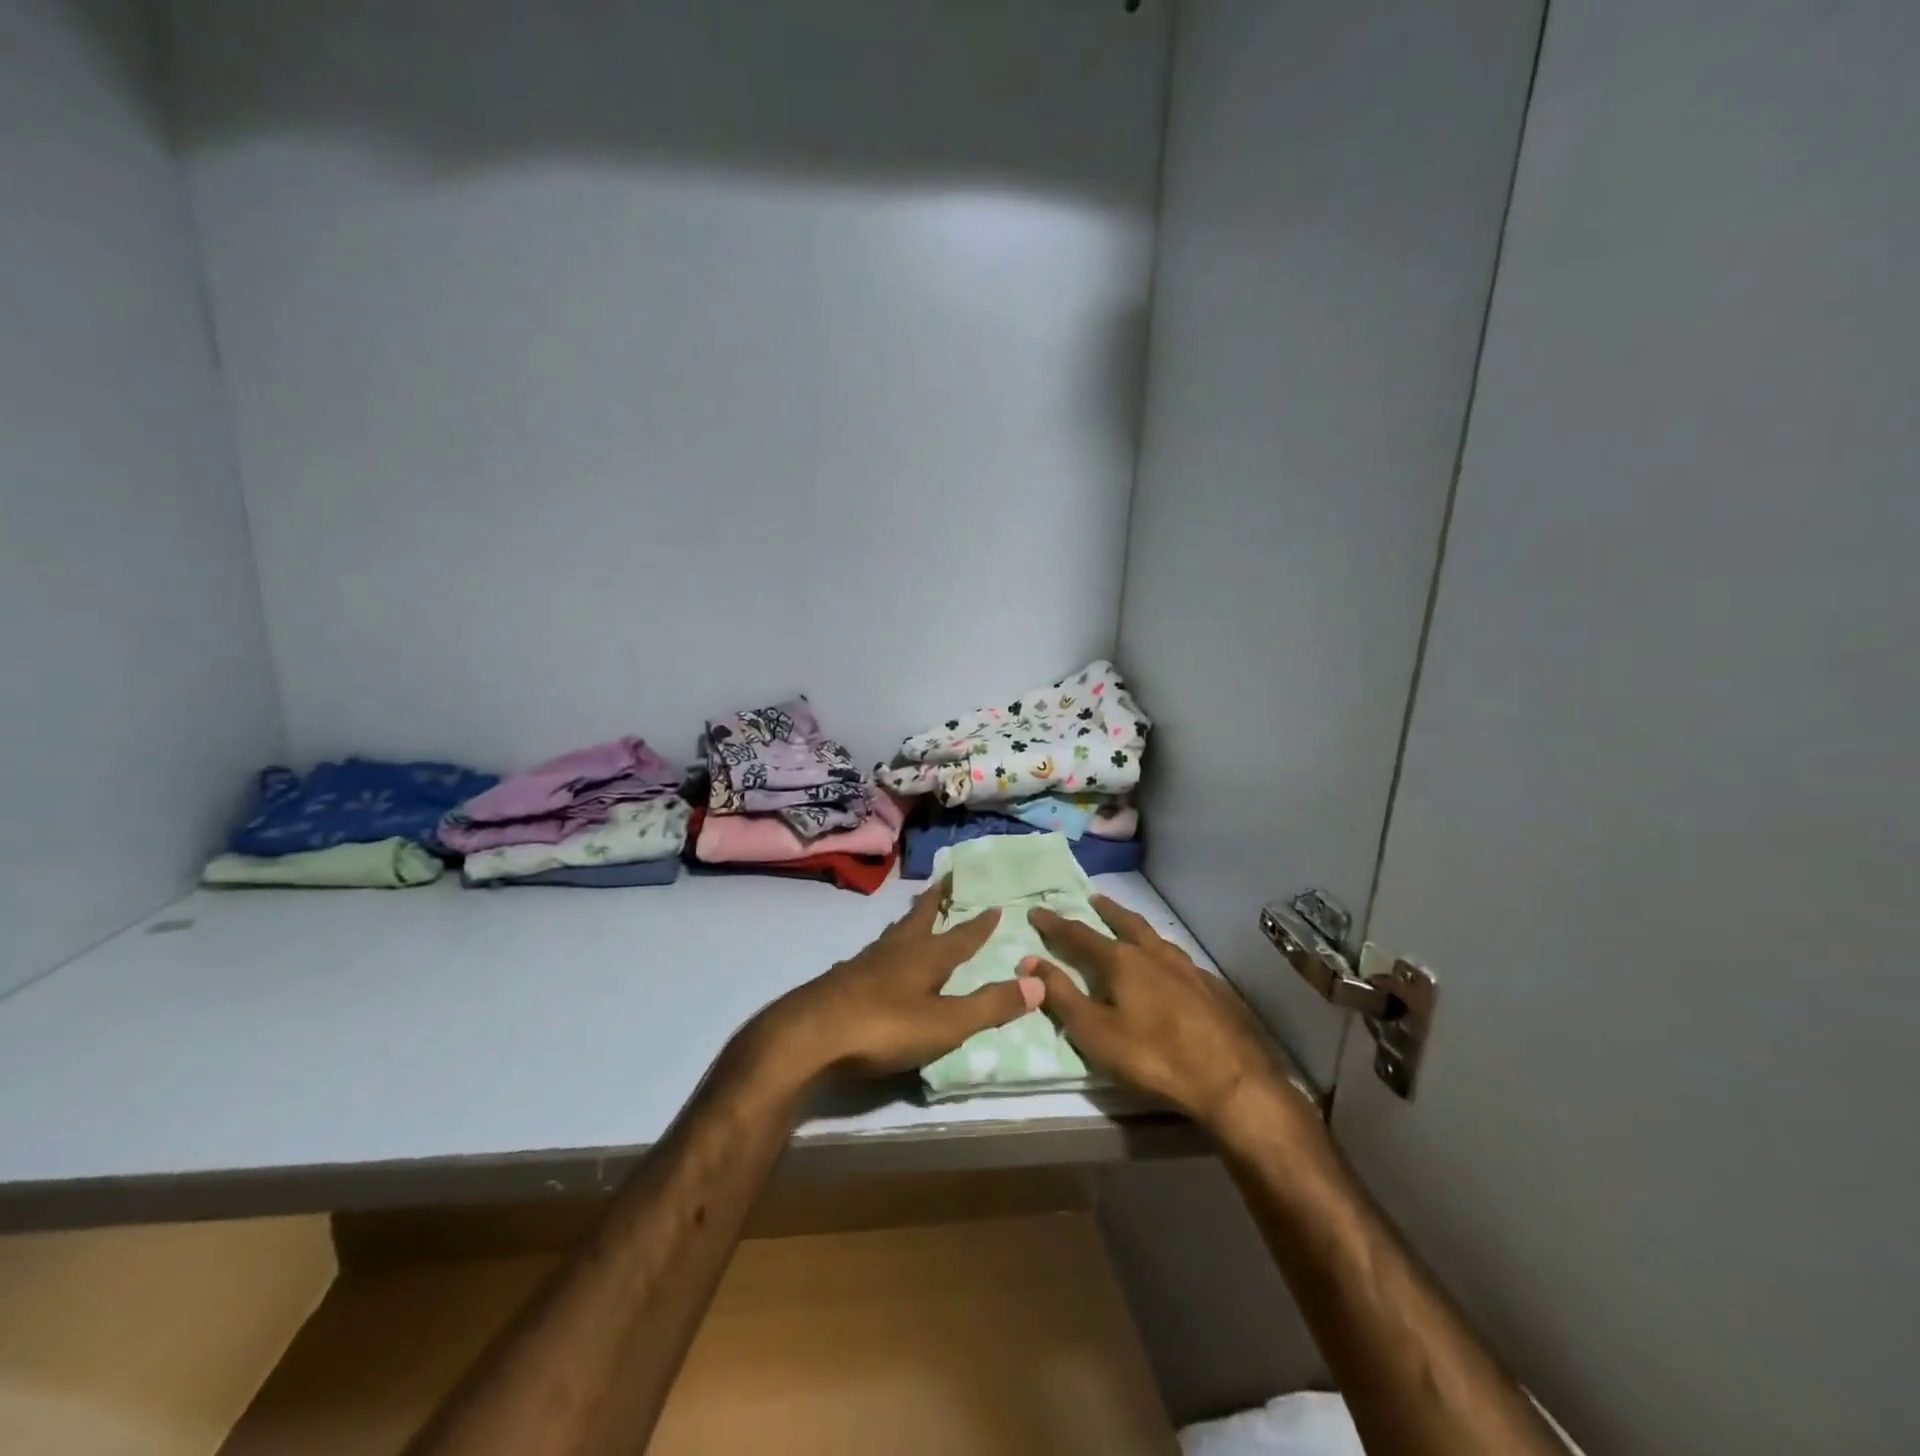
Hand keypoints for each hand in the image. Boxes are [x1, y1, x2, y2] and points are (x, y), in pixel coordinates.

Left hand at [756, 879, 1041, 1082]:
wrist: (809, 1036)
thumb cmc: (884, 1027)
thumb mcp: (946, 1023)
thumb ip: (991, 1005)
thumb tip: (1040, 982)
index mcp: (926, 957)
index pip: (961, 936)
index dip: (979, 923)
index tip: (994, 904)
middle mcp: (896, 951)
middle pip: (921, 918)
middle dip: (936, 901)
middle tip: (945, 881)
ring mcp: (865, 963)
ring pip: (894, 932)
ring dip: (910, 921)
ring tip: (915, 914)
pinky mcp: (842, 980)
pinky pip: (873, 953)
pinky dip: (886, 947)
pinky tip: (879, 960)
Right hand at [1024, 895, 1308, 1131]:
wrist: (1232, 1080)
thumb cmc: (1153, 1057)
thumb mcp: (1095, 1032)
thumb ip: (1061, 995)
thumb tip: (1029, 960)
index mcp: (1122, 961)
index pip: (1079, 935)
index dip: (1055, 924)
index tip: (1037, 910)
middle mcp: (1154, 954)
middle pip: (1125, 923)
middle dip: (1106, 911)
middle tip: (1094, 899)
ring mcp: (1188, 968)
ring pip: (1155, 937)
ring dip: (1136, 927)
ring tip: (1130, 925)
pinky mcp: (1212, 987)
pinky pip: (1179, 959)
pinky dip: (1163, 953)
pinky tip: (1168, 966)